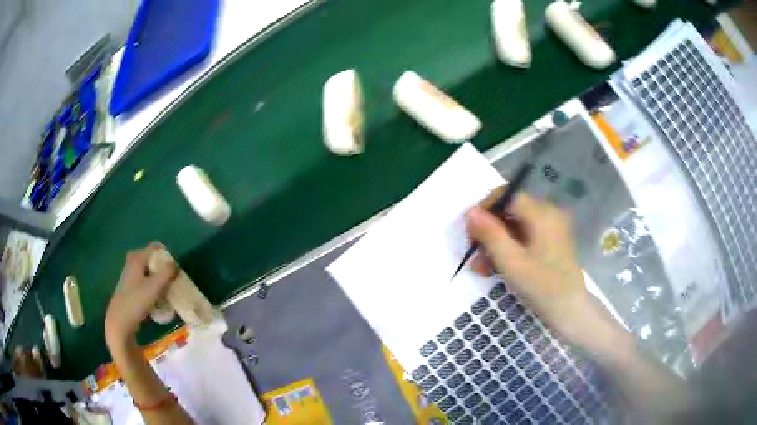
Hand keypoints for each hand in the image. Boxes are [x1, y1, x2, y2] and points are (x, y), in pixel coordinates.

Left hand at [105, 243, 177, 347]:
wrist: (120, 320)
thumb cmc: (137, 301)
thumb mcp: (155, 287)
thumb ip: (166, 273)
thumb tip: (175, 265)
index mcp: (137, 258)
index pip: (154, 247)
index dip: (166, 254)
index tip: (175, 268)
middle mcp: (132, 263)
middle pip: (150, 259)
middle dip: (161, 266)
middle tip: (170, 278)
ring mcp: (129, 276)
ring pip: (147, 271)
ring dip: (157, 277)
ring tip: (165, 290)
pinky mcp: (129, 288)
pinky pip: (143, 281)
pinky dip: (151, 285)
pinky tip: (156, 298)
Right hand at [466, 189, 589, 339]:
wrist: (570, 311)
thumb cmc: (542, 287)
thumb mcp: (511, 262)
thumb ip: (490, 234)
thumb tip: (470, 212)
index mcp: (542, 213)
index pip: (507, 194)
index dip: (485, 208)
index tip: (470, 230)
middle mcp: (548, 214)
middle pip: (510, 210)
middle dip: (488, 231)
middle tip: (473, 253)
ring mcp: (551, 228)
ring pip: (515, 226)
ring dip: (496, 243)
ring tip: (481, 267)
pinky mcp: (551, 242)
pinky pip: (524, 237)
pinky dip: (509, 249)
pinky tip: (496, 268)